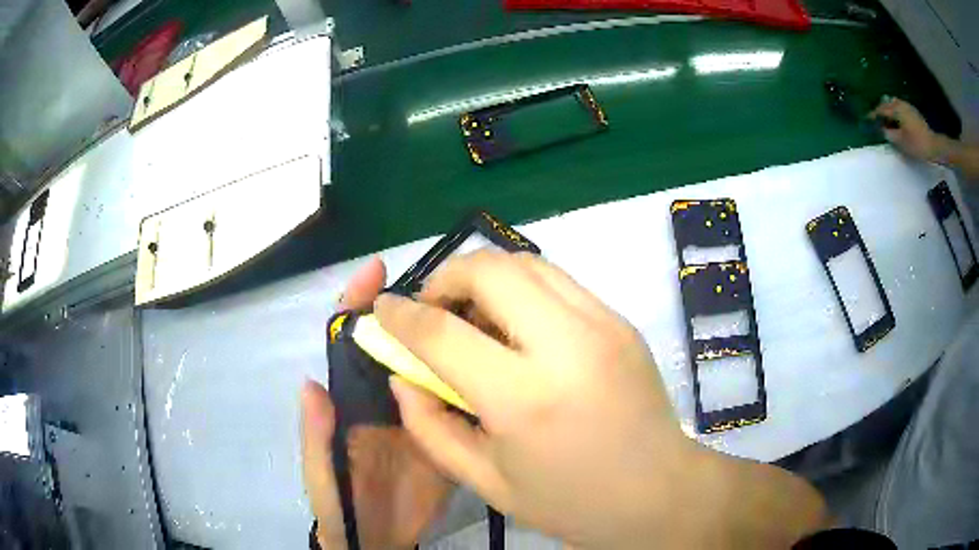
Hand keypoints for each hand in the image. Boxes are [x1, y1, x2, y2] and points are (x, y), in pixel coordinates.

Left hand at [301, 257, 452, 548]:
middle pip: (399, 344)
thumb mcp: (321, 475)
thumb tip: (310, 384)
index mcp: (350, 400)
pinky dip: (474, 378)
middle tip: (451, 283)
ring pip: (432, 366)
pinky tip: (497, 361)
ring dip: (449, 337)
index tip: (377, 269)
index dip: (358, 304)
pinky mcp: (447, 434)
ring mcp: (419, 415)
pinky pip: (459, 402)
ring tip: (480, 311)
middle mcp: (385, 397)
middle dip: (418, 309)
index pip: (351, 342)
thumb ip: (315, 437)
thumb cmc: (341, 506)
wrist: (380, 540)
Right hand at [376, 251, 829, 548]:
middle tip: (431, 310)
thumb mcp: (487, 481)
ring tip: (473, 314)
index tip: (382, 309)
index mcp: (525, 399)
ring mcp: (604, 324)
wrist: (661, 493)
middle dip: (445, 277)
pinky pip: (558, 281)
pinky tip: (517, 325)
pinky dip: (523, 288)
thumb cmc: (572, 502)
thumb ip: (431, 426)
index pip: (442, 332)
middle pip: (490, 268)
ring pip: (527, 262)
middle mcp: (567, 345)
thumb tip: (403, 374)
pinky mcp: (622, 321)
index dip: (401, 315)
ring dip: (486, 276)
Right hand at [871, 97, 942, 161]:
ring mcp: (908, 107)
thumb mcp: (902, 142)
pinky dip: (896, 112)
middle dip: (881, 110)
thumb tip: (883, 130)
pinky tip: (897, 121)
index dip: (873, 114)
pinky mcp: (914, 112)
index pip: (881, 110)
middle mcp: (900, 104)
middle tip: (877, 118)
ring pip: (894, 104)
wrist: (934, 145)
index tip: (867, 119)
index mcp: (896, 109)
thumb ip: (890, 134)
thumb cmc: (917, 144)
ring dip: (889, 110)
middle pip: (887, 104)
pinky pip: (901, 108)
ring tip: (887, 120)